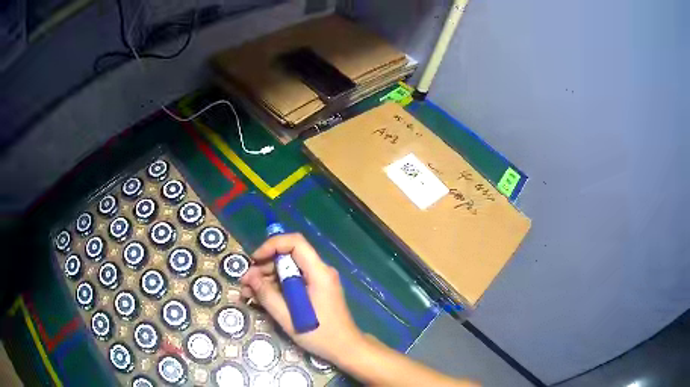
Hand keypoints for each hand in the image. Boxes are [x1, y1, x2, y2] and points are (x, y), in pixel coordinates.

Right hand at [240, 233, 364, 364]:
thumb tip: (249, 277)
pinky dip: (277, 287)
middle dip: (264, 267)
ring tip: (248, 293)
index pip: (295, 243)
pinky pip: (294, 281)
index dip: (272, 245)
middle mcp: (320, 271)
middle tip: (245, 283)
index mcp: (318, 272)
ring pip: (289, 269)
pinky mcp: (316, 290)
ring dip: (267, 278)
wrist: (345, 348)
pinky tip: (261, 298)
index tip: (254, 260)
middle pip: (289, 256)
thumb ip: (267, 295)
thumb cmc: (320, 334)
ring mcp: (319, 280)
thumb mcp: (288, 317)